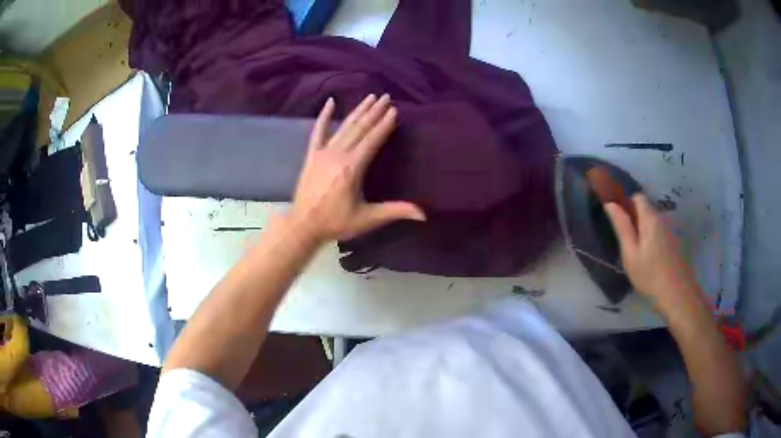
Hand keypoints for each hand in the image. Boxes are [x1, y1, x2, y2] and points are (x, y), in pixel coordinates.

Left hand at [288, 94, 424, 242]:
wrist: (303, 225)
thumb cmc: (336, 223)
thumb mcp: (367, 219)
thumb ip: (394, 211)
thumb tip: (423, 214)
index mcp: (352, 168)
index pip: (372, 140)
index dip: (384, 125)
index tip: (394, 110)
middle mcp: (338, 154)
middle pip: (360, 128)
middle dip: (374, 112)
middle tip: (386, 97)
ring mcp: (323, 153)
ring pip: (344, 127)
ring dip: (358, 111)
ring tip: (370, 97)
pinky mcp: (312, 155)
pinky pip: (318, 131)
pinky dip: (324, 116)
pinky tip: (330, 102)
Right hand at [604, 194, 704, 313]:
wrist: (677, 292)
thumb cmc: (649, 275)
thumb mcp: (630, 254)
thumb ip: (622, 227)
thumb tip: (610, 204)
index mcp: (650, 218)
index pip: (637, 197)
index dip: (627, 204)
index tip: (620, 221)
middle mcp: (662, 218)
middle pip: (647, 209)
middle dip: (636, 219)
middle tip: (628, 243)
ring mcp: (671, 229)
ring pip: (654, 221)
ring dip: (645, 230)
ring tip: (640, 254)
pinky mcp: (677, 240)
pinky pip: (662, 231)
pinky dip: (654, 238)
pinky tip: (653, 259)